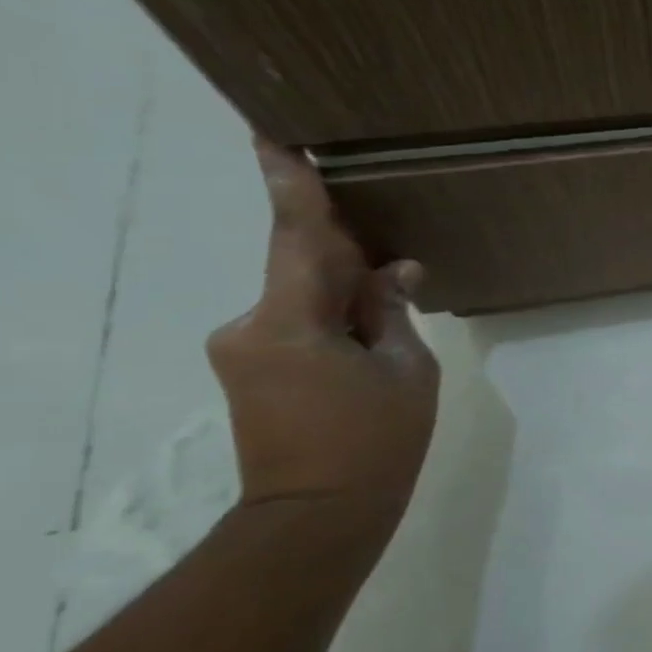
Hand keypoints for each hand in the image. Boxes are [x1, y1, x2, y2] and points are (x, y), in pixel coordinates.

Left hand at [206, 137, 439, 524]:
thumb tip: (393, 273)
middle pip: (303, 265)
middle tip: (388, 248)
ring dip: (344, 292)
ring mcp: (243, 348)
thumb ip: (393, 313)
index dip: (291, 185)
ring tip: (391, 309)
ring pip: (302, 296)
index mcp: (290, 321)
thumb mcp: (407, 372)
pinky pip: (295, 321)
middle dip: (347, 254)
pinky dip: (331, 316)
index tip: (273, 135)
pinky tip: (367, 336)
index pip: (297, 238)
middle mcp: (250, 324)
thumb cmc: (376, 443)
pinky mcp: (249, 368)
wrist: (318, 517)